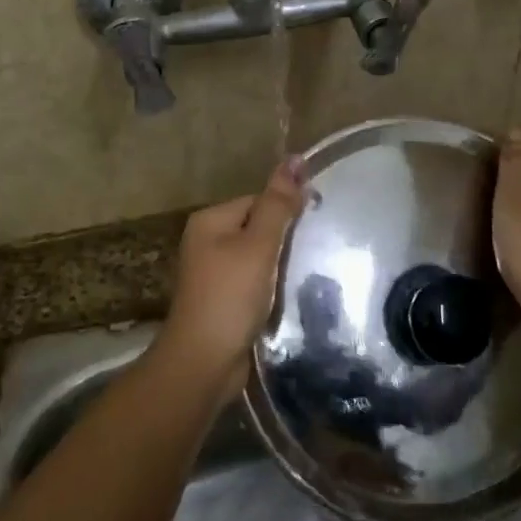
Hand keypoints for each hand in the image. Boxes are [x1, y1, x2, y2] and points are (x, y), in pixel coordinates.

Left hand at [153, 158, 306, 392]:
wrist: (204, 362)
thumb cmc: (230, 296)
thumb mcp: (258, 246)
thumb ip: (278, 204)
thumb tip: (296, 158)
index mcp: (210, 221)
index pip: (258, 200)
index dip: (288, 210)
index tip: (316, 227)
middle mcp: (207, 241)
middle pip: (258, 227)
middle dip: (286, 240)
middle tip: (317, 252)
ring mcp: (214, 273)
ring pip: (259, 257)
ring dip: (282, 265)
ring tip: (309, 274)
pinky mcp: (224, 300)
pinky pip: (255, 281)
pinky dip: (273, 286)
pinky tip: (291, 295)